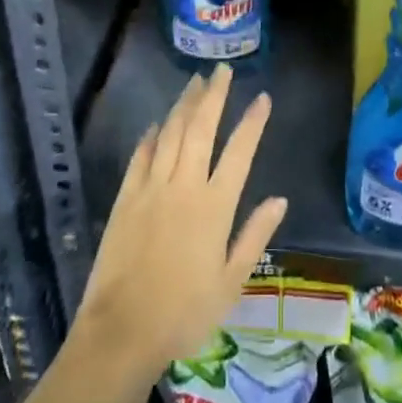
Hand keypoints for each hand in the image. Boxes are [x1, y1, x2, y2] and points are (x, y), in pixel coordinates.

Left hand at [69, 65, 287, 388]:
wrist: (122, 332)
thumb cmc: (185, 313)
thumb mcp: (231, 282)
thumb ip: (255, 236)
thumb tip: (280, 199)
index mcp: (214, 206)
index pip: (239, 152)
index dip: (253, 122)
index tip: (263, 97)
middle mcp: (184, 186)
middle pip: (201, 129)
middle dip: (213, 96)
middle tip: (221, 70)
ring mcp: (151, 188)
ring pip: (170, 134)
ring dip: (183, 105)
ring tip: (195, 83)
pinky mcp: (126, 198)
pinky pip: (140, 156)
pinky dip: (150, 136)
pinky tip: (156, 124)